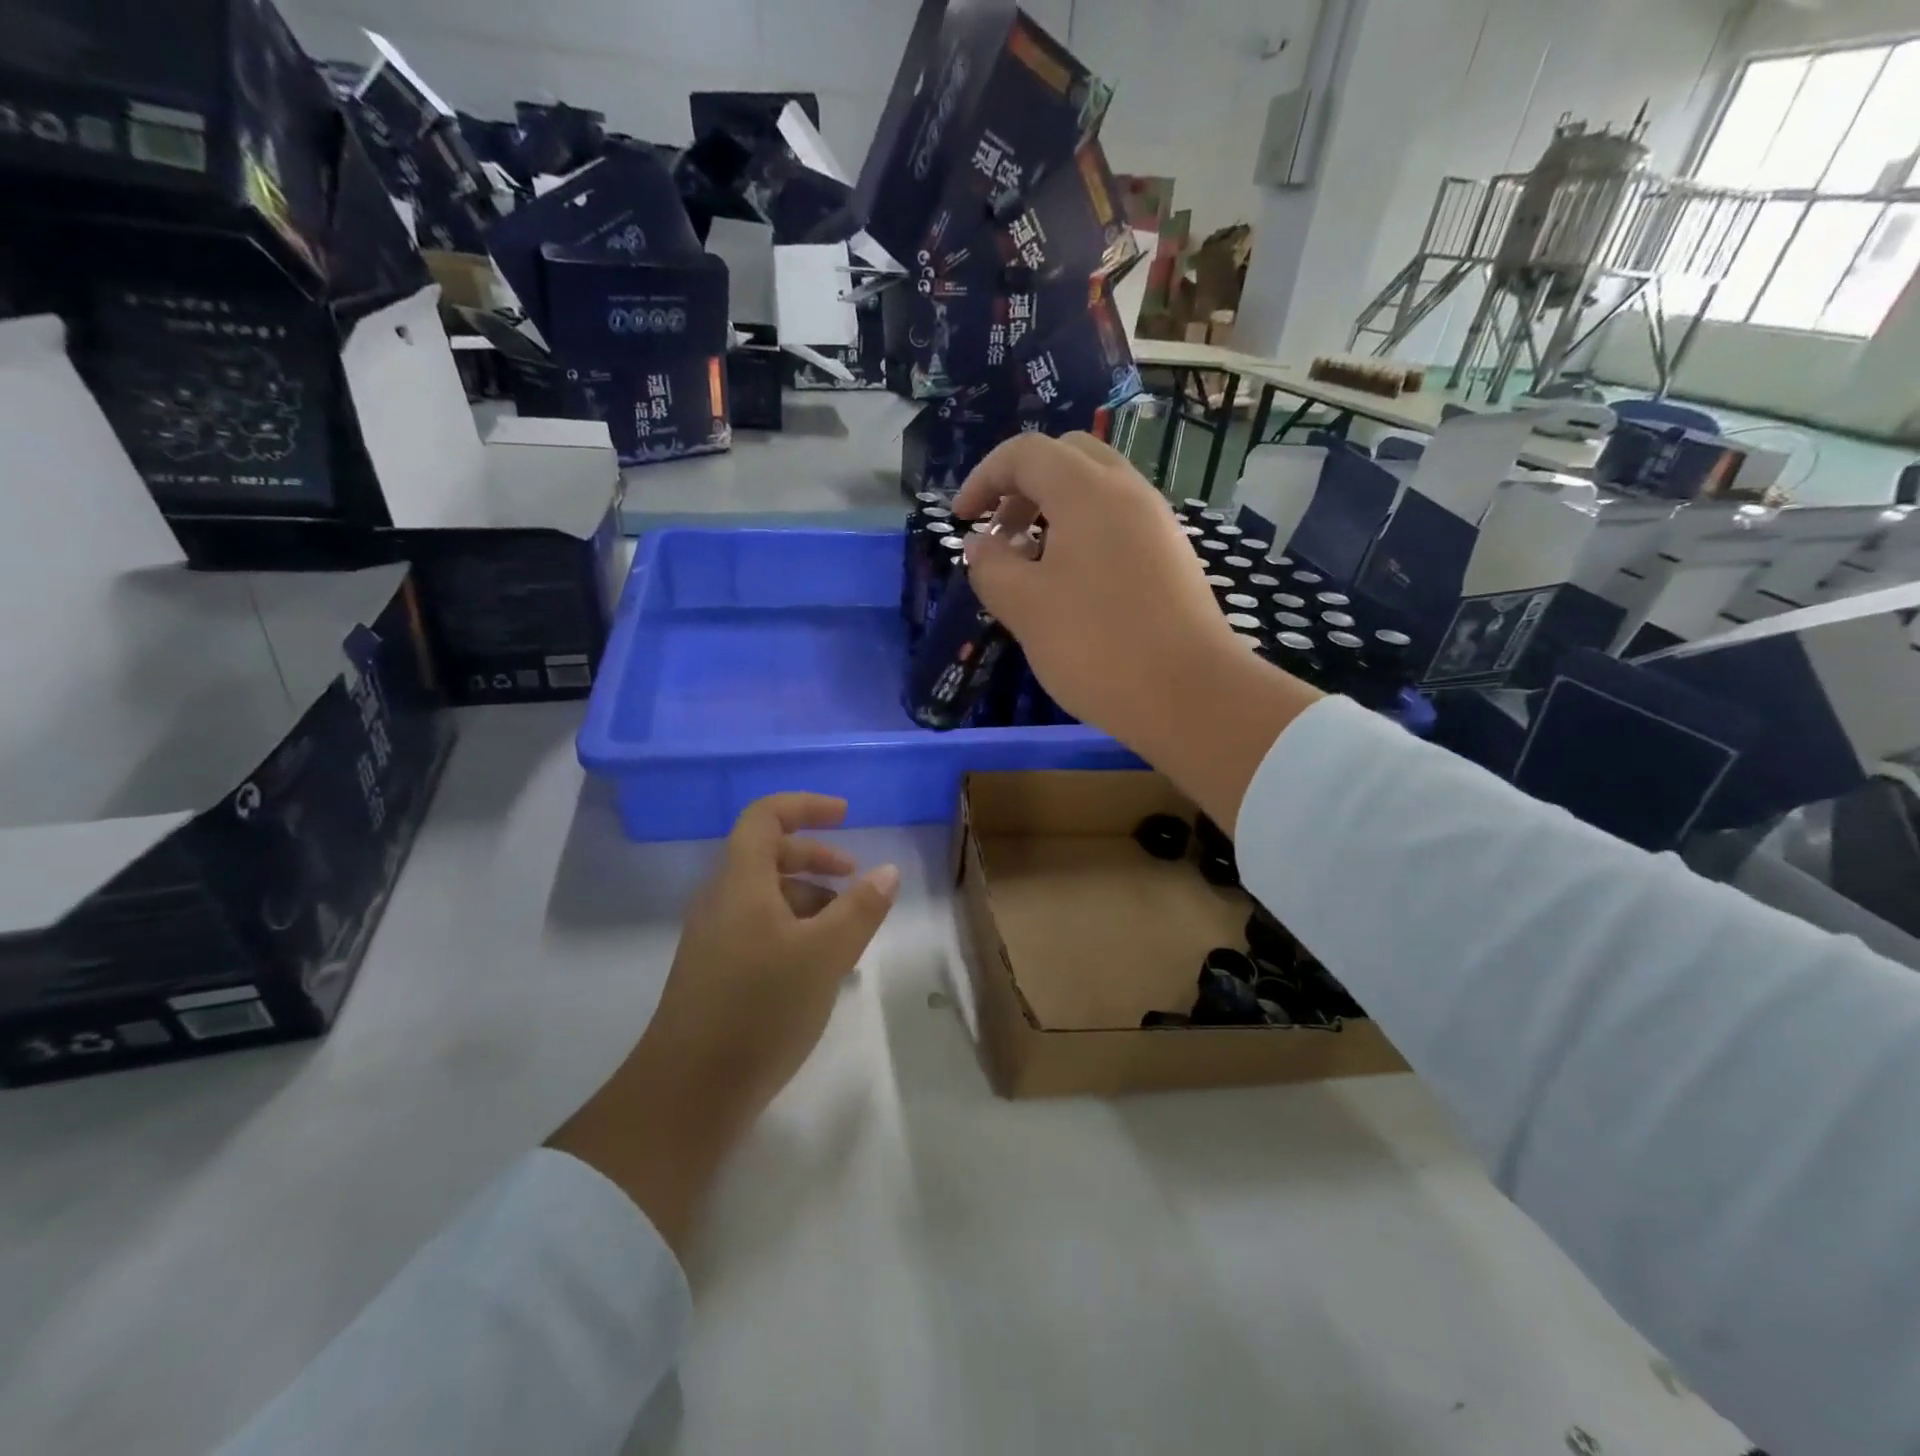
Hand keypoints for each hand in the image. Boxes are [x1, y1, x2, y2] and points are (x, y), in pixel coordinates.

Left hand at [550, 794, 897, 1251]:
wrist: (688, 1093)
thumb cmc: (759, 1009)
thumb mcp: (824, 955)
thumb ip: (860, 908)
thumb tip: (887, 871)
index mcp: (740, 882)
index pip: (766, 816)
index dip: (806, 806)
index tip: (846, 815)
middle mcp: (722, 900)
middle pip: (768, 853)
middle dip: (816, 856)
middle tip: (856, 877)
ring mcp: (715, 937)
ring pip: (766, 895)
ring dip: (810, 897)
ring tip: (848, 929)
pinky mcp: (717, 971)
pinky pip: (760, 927)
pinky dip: (795, 929)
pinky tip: (821, 965)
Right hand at [955, 432, 1241, 741]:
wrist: (1189, 695)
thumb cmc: (1096, 645)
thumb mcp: (1024, 607)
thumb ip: (991, 566)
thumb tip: (981, 545)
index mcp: (1088, 491)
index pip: (1026, 453)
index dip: (984, 478)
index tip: (962, 520)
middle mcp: (1128, 492)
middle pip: (1067, 458)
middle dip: (1022, 487)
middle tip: (1000, 534)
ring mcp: (1157, 524)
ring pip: (1096, 491)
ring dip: (1053, 512)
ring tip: (1030, 564)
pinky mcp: (1171, 557)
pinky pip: (1118, 523)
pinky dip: (1083, 534)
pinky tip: (1071, 587)